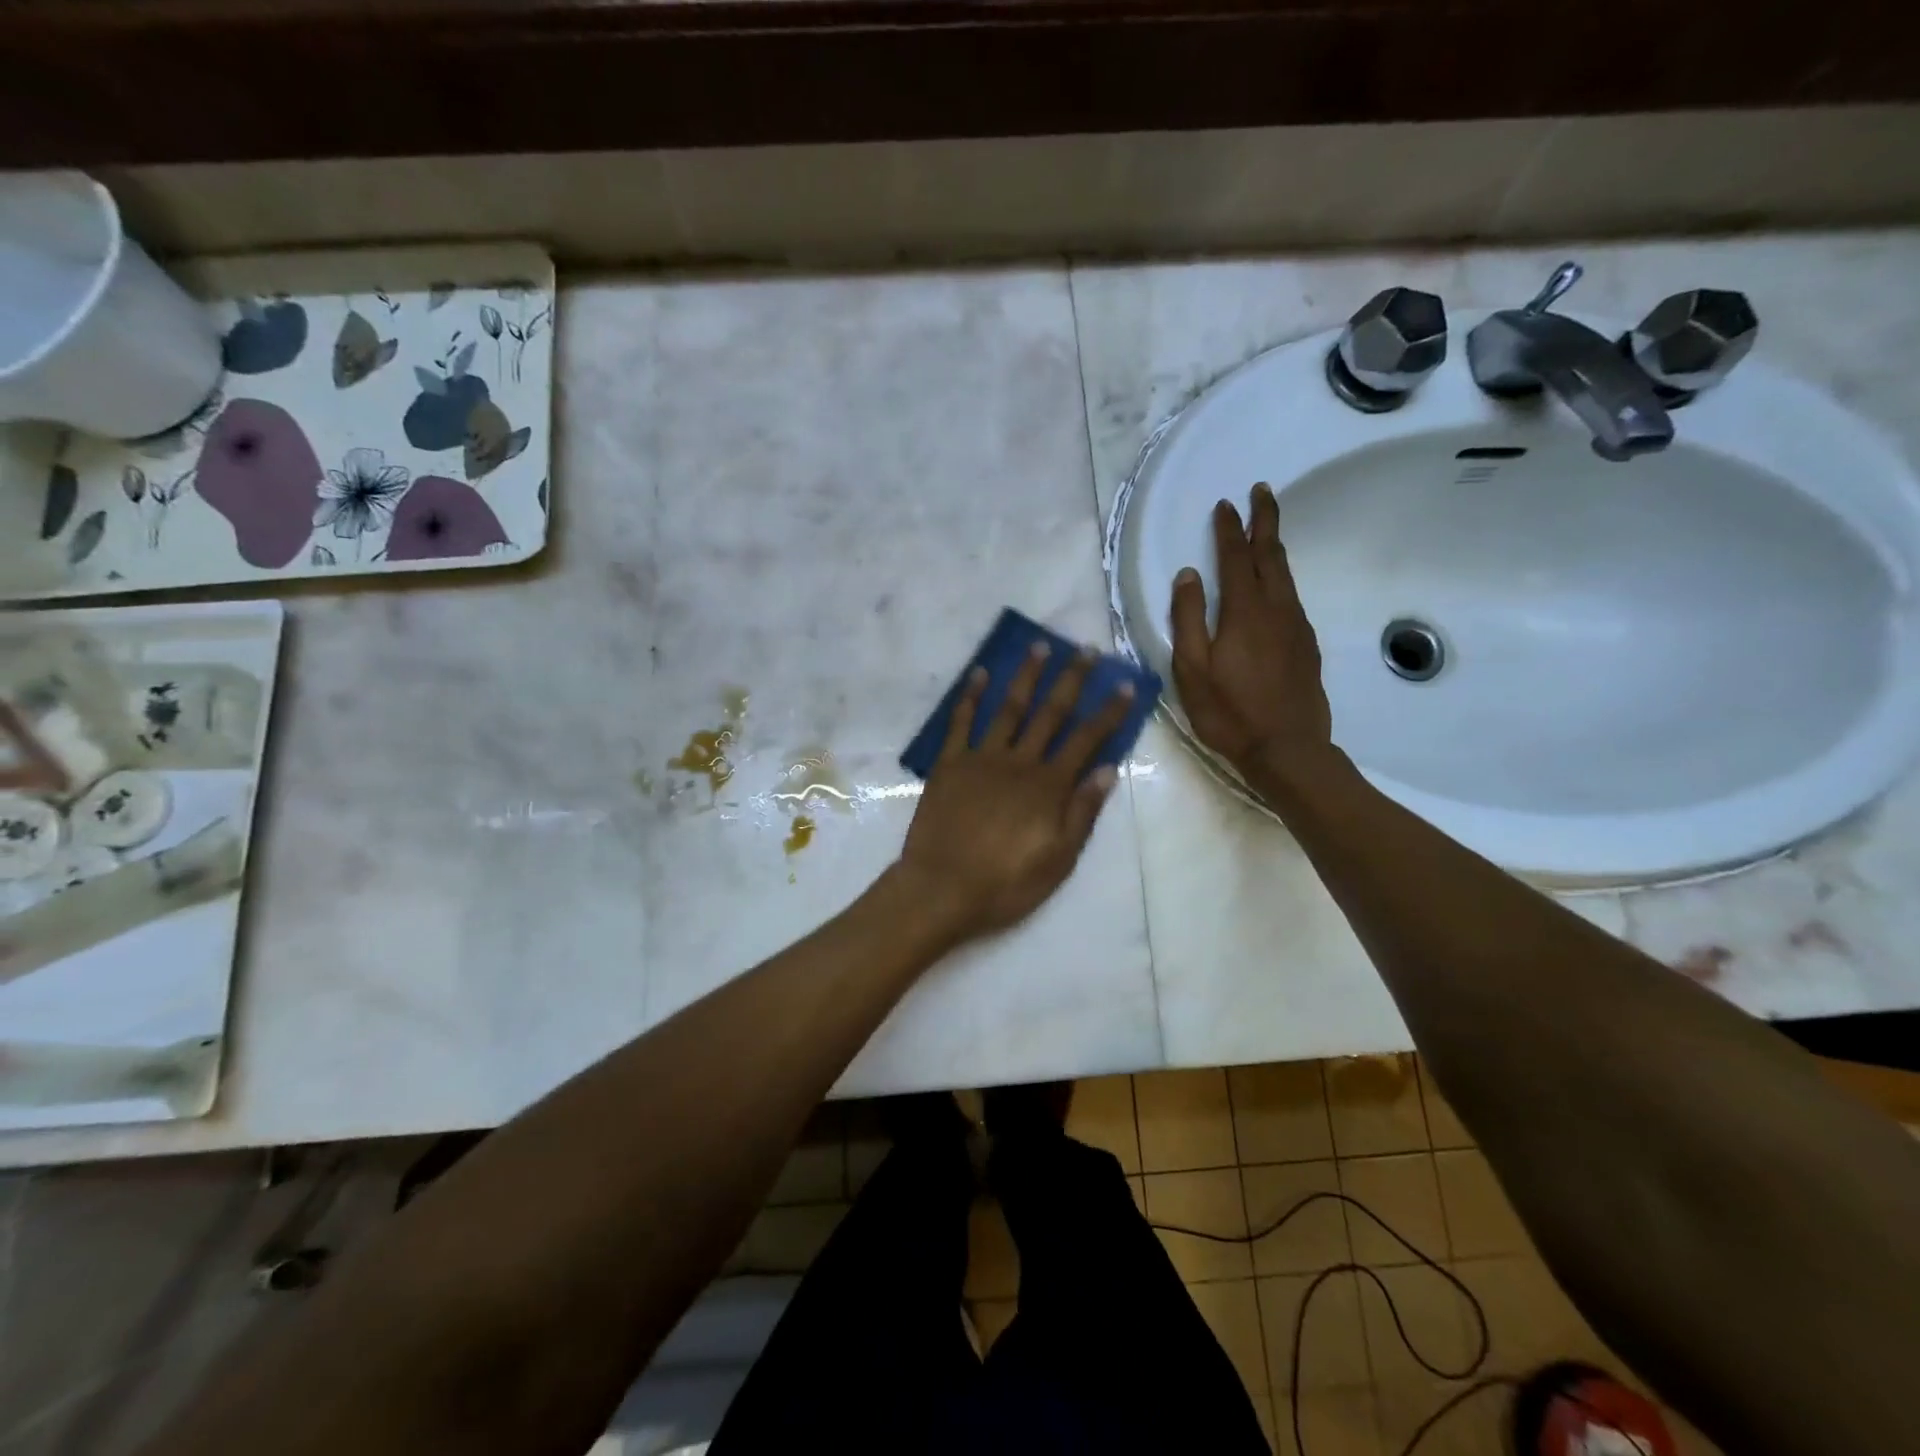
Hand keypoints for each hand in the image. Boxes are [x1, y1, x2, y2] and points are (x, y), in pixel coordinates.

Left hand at [897, 644, 1133, 942]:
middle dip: (1071, 680)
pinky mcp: (950, 764)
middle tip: (1085, 649)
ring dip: (1026, 676)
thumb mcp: (1058, 859)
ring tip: (1039, 646)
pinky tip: (979, 674)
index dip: (1108, 712)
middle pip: (1051, 713)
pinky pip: (961, 723)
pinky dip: (970, 696)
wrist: (942, 888)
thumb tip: (1108, 769)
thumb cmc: (1006, 883)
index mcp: (1049, 786)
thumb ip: (1083, 812)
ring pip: (1009, 708)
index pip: (1087, 740)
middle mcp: (1019, 762)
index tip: (1125, 684)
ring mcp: (982, 758)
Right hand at [1170, 482, 1332, 775]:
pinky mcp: (1306, 645)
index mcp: (1245, 612)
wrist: (1288, 749)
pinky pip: (1292, 597)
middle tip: (1262, 492)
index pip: (1236, 558)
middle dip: (1265, 521)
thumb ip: (1188, 619)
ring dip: (1274, 547)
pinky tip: (1274, 585)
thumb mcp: (1192, 669)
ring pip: (1286, 575)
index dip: (1230, 529)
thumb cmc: (1229, 713)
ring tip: (1265, 531)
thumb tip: (1188, 575)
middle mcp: (1277, 609)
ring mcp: (1296, 626)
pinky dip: (1281, 577)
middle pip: (1271, 555)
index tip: (1226, 504)